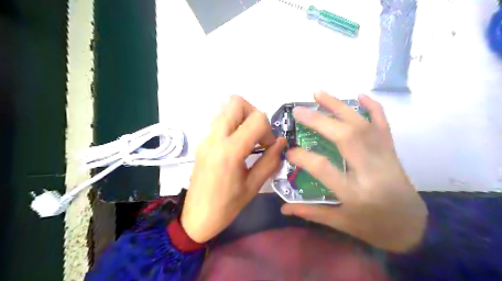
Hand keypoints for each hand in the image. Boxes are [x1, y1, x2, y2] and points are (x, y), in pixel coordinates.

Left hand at [182, 95, 286, 242]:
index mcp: (230, 151)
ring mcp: (205, 138)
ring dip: (242, 117)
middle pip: (236, 102)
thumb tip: (282, 142)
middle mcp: (215, 138)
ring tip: (248, 138)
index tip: (268, 147)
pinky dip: (232, 124)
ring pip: (225, 108)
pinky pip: (219, 120)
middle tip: (258, 135)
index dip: (269, 131)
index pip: (256, 119)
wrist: (196, 218)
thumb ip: (270, 161)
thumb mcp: (253, 186)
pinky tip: (236, 144)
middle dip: (254, 113)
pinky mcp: (202, 142)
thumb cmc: (226, 207)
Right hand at [281, 92, 424, 252]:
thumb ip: (311, 212)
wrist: (413, 227)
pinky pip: (384, 124)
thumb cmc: (374, 227)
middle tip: (298, 111)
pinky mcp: (392, 151)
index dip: (303, 157)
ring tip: (319, 94)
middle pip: (345, 137)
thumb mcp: (341, 223)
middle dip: (319, 121)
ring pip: (362, 125)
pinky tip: (360, 95)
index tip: (288, 152)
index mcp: (356, 193)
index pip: (324, 168)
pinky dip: (373, 107)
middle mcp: (371, 171)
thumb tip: (283, 207)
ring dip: (339, 106)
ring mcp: (384, 157)